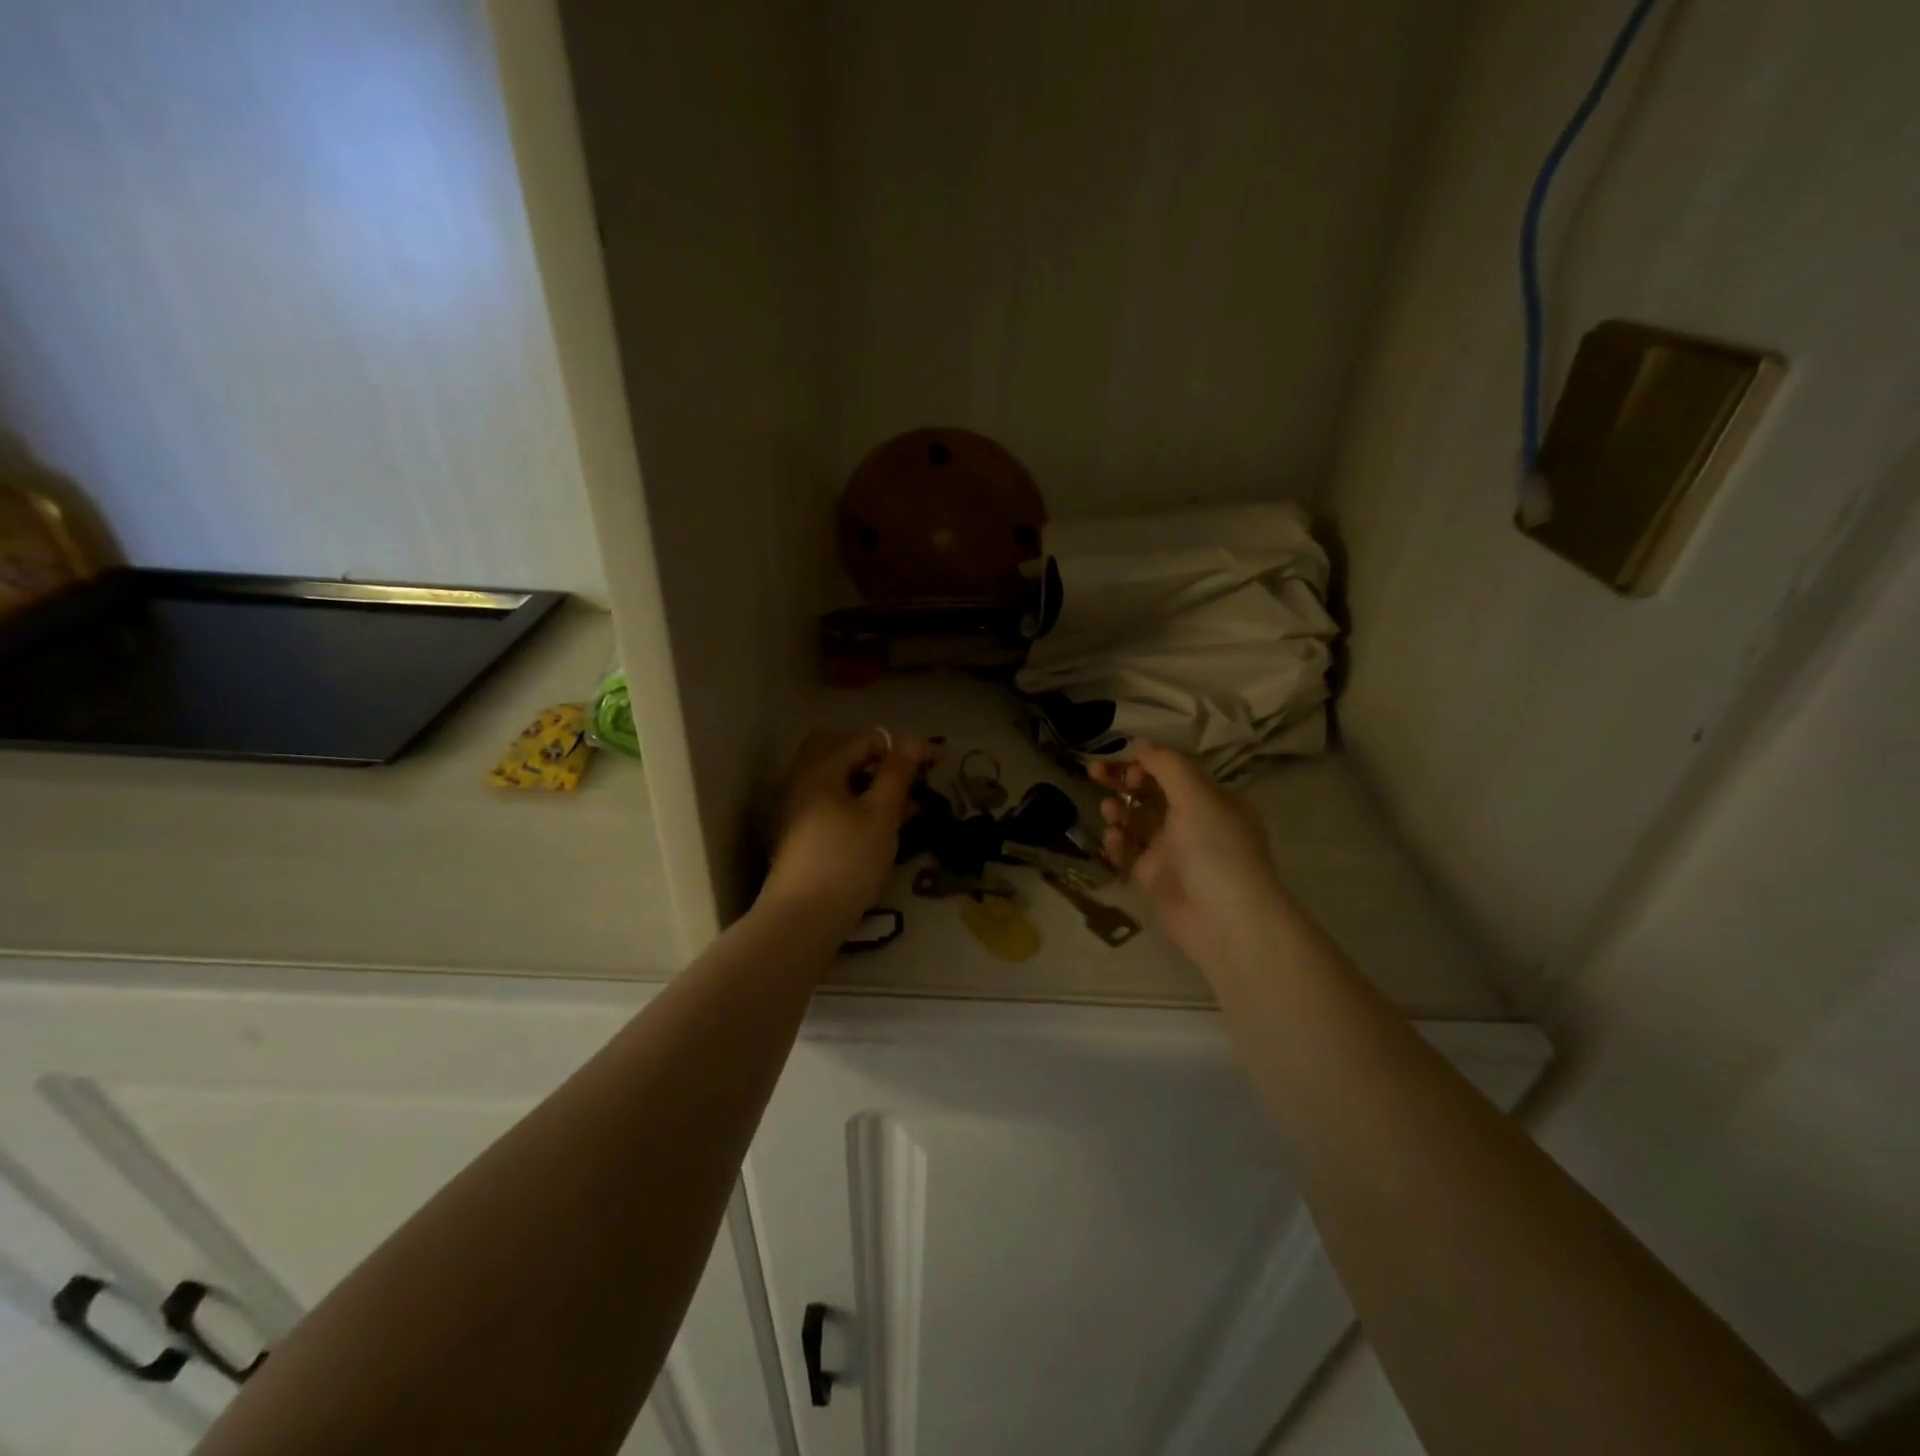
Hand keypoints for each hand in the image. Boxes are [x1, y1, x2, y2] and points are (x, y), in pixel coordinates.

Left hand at [762, 729, 939, 937]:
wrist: (801, 922)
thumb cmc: (846, 861)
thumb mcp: (881, 814)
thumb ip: (896, 772)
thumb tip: (909, 739)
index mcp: (819, 768)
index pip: (866, 739)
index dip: (904, 747)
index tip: (938, 762)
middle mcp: (801, 780)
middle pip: (842, 751)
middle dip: (880, 758)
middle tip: (910, 774)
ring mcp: (795, 810)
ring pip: (838, 781)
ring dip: (872, 784)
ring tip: (908, 805)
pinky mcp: (799, 837)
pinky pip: (832, 805)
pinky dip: (858, 805)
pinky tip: (883, 828)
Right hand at [1091, 743, 1285, 970]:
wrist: (1224, 920)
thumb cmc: (1216, 849)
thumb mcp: (1196, 796)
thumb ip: (1167, 765)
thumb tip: (1140, 743)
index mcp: (1212, 799)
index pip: (1172, 771)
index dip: (1144, 762)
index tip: (1122, 762)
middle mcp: (1193, 822)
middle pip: (1150, 792)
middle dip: (1123, 781)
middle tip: (1093, 772)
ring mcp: (1172, 851)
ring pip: (1136, 821)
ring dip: (1120, 810)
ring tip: (1109, 810)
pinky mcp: (1153, 877)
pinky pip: (1129, 851)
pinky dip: (1118, 842)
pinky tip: (1112, 839)